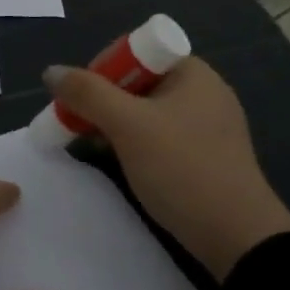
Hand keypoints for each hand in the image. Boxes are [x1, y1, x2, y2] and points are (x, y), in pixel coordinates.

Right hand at [46, 57, 289, 278]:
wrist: (238, 237)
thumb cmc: (182, 169)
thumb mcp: (128, 126)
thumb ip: (87, 94)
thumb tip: (51, 71)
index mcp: (191, 72)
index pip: (133, 52)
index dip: (100, 71)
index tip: (78, 101)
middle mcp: (202, 91)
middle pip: (137, 82)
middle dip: (102, 101)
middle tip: (76, 126)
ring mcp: (206, 125)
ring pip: (145, 112)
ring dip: (114, 125)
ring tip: (90, 146)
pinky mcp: (205, 156)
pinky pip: (159, 137)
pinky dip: (134, 144)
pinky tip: (119, 164)